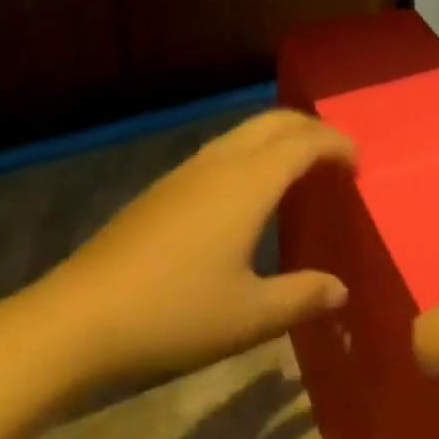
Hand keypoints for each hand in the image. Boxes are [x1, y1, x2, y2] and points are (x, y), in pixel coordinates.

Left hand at [21, 110, 356, 389]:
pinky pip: (224, 148)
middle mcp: (221, 162)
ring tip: (299, 168)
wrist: (80, 315)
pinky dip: (253, 151)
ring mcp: (188, 170)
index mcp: (248, 182)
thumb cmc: (173, 314)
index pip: (304, 142)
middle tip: (335, 156)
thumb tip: (341, 289)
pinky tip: (249, 191)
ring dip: (279, 136)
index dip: (336, 144)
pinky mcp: (166, 186)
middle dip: (310, 128)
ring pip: (246, 131)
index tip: (359, 163)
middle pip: (275, 121)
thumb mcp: (247, 317)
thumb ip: (301, 298)